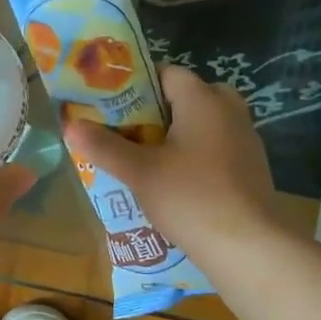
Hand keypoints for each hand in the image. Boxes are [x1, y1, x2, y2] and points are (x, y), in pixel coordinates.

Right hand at [63, 64, 285, 258]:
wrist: (249, 246)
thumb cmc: (191, 197)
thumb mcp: (138, 171)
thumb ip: (103, 146)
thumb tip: (69, 125)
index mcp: (203, 100)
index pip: (167, 73)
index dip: (137, 84)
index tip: (112, 104)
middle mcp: (229, 111)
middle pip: (188, 97)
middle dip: (157, 111)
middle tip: (128, 131)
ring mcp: (245, 140)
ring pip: (203, 124)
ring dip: (175, 135)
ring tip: (142, 157)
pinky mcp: (250, 168)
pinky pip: (215, 148)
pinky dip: (193, 156)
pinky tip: (172, 181)